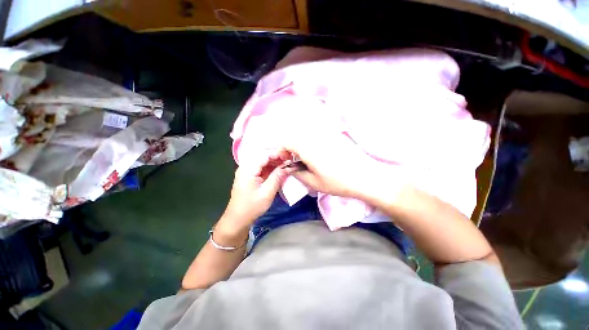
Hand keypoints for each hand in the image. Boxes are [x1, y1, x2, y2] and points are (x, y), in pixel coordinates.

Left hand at [221, 150, 291, 230]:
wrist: (238, 219)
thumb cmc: (252, 207)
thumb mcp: (267, 193)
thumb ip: (278, 177)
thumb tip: (289, 166)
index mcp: (248, 169)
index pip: (264, 154)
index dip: (278, 153)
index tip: (290, 157)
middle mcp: (246, 166)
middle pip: (263, 156)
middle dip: (278, 157)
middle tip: (291, 161)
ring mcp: (248, 170)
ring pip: (263, 161)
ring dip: (275, 162)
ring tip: (287, 164)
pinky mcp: (250, 175)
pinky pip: (262, 167)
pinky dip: (272, 167)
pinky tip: (280, 170)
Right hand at [282, 127, 385, 199]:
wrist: (365, 176)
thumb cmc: (338, 182)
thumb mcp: (314, 182)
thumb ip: (297, 173)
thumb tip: (290, 168)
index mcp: (307, 148)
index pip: (287, 141)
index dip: (282, 150)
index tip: (285, 160)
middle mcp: (315, 137)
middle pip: (295, 136)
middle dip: (290, 148)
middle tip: (295, 161)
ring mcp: (325, 135)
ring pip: (305, 135)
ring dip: (300, 145)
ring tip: (306, 159)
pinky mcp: (334, 136)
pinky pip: (316, 136)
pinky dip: (311, 143)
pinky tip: (318, 155)